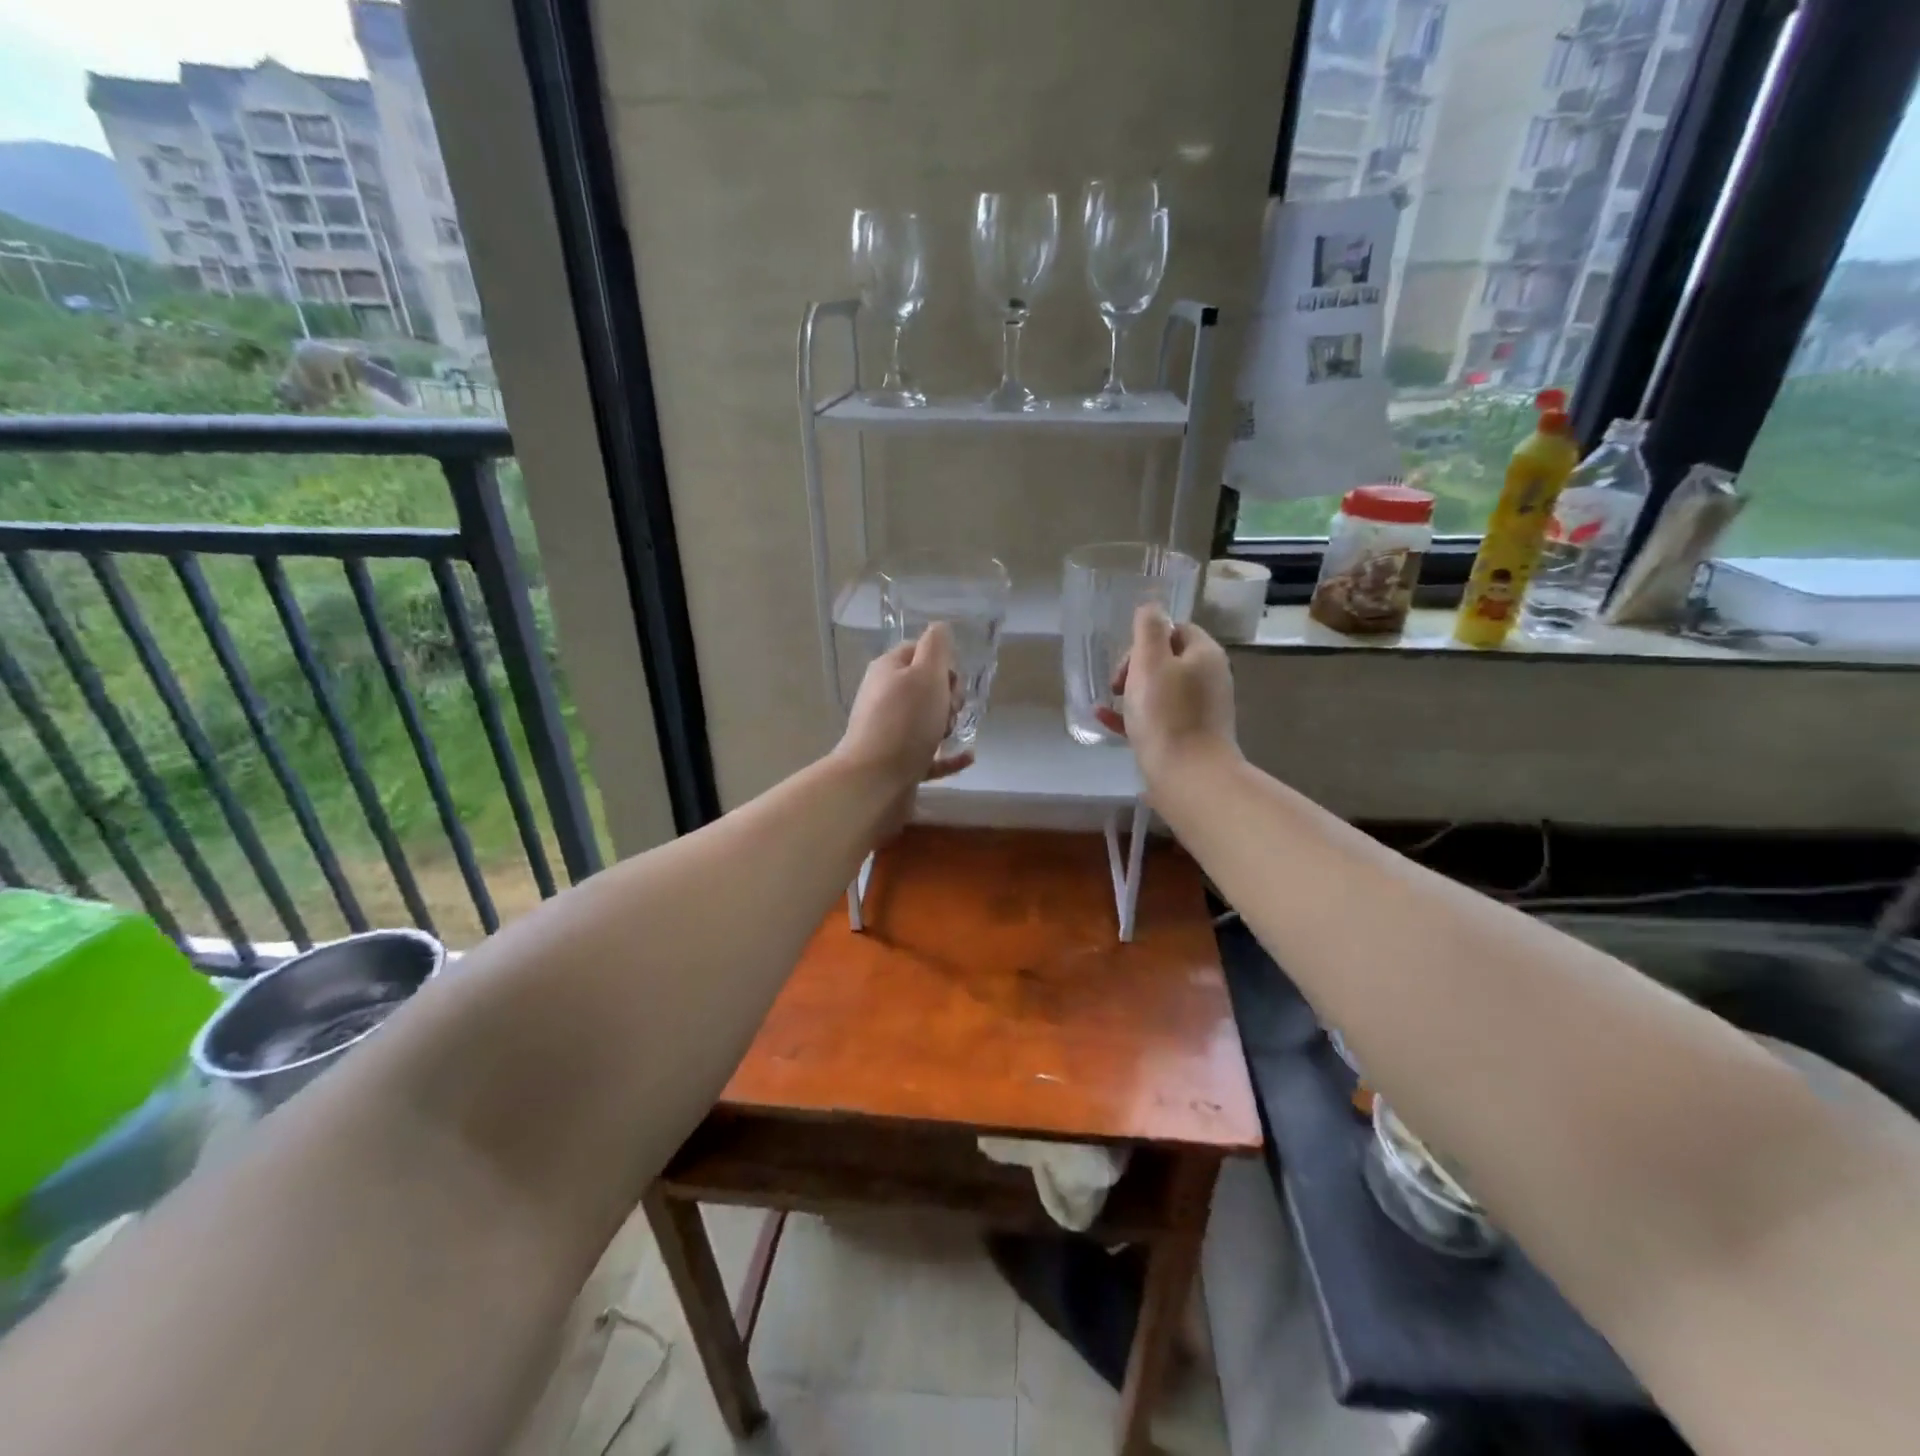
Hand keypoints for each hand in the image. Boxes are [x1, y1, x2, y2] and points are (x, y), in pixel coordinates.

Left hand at [834, 623, 974, 793]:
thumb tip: (940, 627)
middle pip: (925, 688)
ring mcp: (890, 732)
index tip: (952, 680)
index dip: (942, 662)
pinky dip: (949, 756)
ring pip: (927, 721)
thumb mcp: (927, 674)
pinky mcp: (898, 763)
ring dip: (947, 725)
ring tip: (950, 732)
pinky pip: (930, 756)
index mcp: (888, 670)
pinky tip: (968, 756)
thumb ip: (937, 647)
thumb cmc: (905, 721)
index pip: (918, 652)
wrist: (875, 780)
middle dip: (947, 696)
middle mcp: (885, 698)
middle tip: (949, 709)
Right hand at [1094, 605, 1238, 786]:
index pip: (1176, 629)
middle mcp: (1208, 678)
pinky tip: (1105, 721)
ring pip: (1160, 690)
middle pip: (1167, 659)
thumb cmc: (1166, 715)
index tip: (1127, 661)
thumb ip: (1149, 628)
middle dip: (1136, 667)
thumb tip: (1150, 606)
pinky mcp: (1188, 736)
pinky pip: (1157, 717)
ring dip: (1131, 692)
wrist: (1188, 777)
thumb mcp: (1151, 662)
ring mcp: (1201, 710)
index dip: (1146, 639)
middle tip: (1117, 685)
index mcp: (1204, 655)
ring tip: (1109, 703)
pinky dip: (1133, 716)